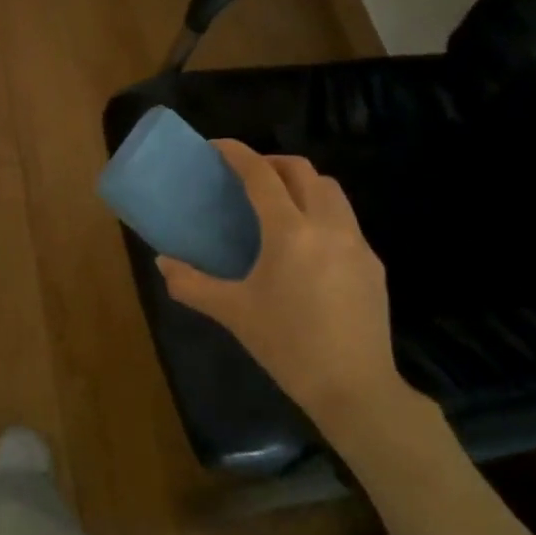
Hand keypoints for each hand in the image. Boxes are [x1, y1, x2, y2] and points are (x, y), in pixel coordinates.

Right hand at [157, 140, 416, 433]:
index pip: (262, 175)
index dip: (238, 154)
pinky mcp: (373, 264)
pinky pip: (346, 220)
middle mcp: (327, 226)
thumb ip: (192, 284)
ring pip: (332, 191)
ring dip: (303, 183)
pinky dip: (322, 213)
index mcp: (289, 233)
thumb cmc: (287, 346)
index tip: (217, 146)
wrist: (355, 388)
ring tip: (279, 203)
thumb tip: (162, 262)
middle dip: (273, 163)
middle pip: (303, 171)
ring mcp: (357, 243)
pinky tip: (307, 245)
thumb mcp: (233, 313)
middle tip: (247, 175)